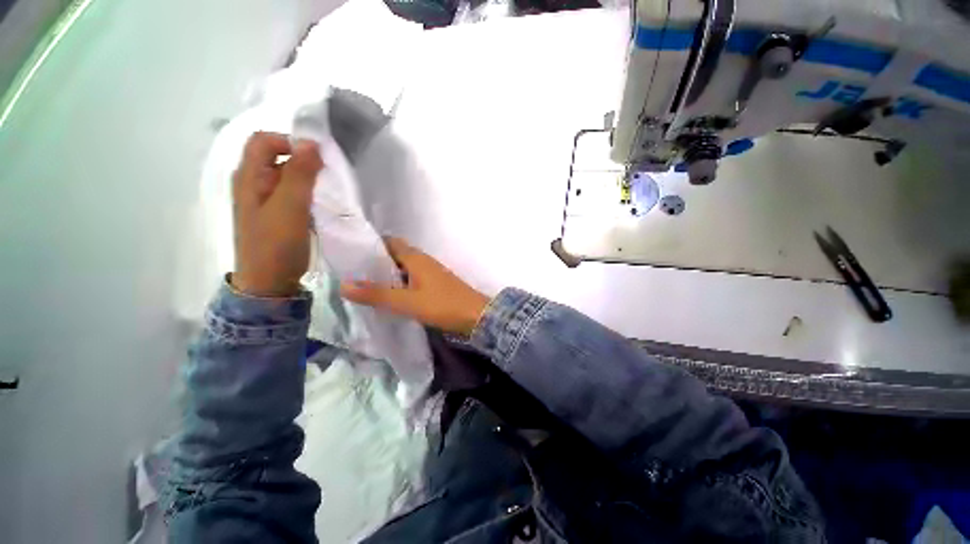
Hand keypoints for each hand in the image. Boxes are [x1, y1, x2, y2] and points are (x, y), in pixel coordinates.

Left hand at [231, 132, 323, 296]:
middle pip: (277, 156)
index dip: (291, 142)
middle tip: (326, 179)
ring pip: (287, 176)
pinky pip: (292, 193)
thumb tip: (311, 142)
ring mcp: (264, 200)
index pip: (265, 140)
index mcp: (248, 176)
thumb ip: (299, 174)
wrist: (269, 282)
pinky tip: (318, 206)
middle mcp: (252, 183)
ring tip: (325, 193)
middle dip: (303, 161)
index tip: (318, 160)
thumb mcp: (289, 207)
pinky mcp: (276, 214)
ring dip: (307, 179)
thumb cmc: (276, 245)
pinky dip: (307, 193)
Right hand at [340, 238, 490, 335]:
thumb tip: (343, 284)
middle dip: (377, 261)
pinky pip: (413, 279)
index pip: (390, 242)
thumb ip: (377, 295)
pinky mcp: (436, 285)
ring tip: (366, 285)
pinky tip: (391, 296)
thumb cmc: (442, 305)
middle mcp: (423, 261)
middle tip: (353, 272)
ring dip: (388, 274)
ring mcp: (431, 273)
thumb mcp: (407, 301)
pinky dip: (400, 284)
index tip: (351, 253)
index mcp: (416, 258)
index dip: (372, 245)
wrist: (476, 316)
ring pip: (405, 268)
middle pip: (396, 255)